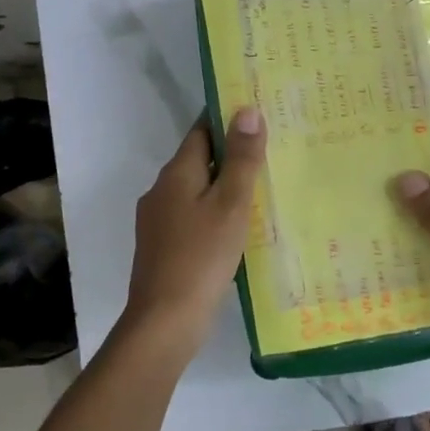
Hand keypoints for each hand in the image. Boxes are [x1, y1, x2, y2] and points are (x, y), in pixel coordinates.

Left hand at [117, 107, 267, 351]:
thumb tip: (247, 110)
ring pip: (196, 191)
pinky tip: (238, 228)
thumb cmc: (202, 257)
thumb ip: (241, 159)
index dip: (227, 119)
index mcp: (176, 173)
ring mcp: (158, 221)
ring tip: (262, 189)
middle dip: (230, 154)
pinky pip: (193, 216)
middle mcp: (161, 191)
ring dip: (224, 186)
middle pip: (199, 160)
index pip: (201, 130)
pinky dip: (215, 213)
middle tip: (271, 152)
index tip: (258, 114)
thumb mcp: (231, 204)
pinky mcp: (163, 247)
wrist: (165, 321)